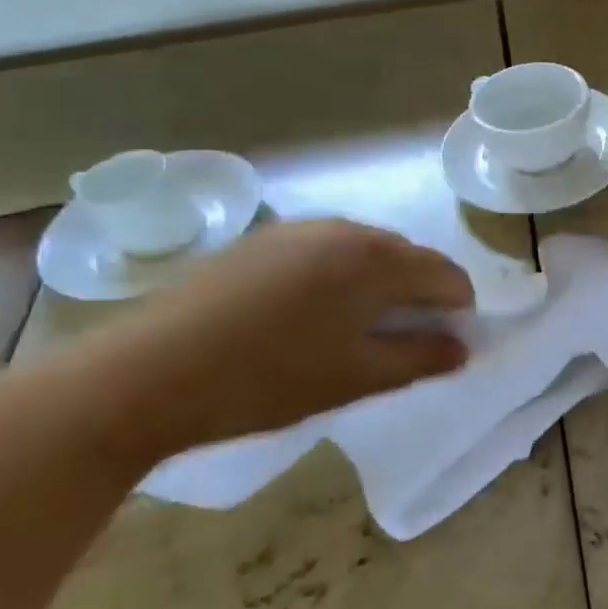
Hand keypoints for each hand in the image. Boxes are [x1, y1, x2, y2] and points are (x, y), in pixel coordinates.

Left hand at [60, 218, 473, 461]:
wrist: (145, 373)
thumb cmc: (267, 379)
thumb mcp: (356, 379)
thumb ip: (421, 359)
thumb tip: (461, 348)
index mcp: (377, 260)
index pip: (446, 274)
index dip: (458, 309)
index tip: (447, 343)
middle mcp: (346, 230)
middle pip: (409, 257)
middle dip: (419, 294)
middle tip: (400, 341)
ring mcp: (300, 229)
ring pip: (366, 251)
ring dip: (379, 283)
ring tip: (353, 329)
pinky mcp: (262, 239)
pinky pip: (326, 250)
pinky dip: (339, 275)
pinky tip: (308, 314)